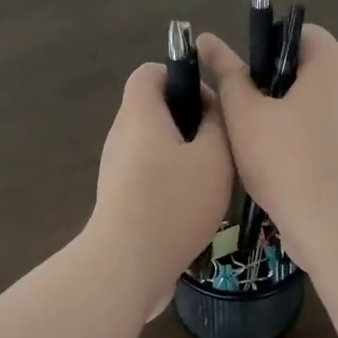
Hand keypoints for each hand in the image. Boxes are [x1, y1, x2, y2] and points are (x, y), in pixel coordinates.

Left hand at [87, 63, 234, 319]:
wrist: (127, 265)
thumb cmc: (174, 202)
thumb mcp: (214, 157)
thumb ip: (218, 123)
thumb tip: (211, 107)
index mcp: (140, 113)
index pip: (150, 72)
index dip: (181, 75)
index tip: (211, 103)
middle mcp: (122, 135)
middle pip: (154, 108)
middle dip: (190, 119)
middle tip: (221, 144)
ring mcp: (116, 168)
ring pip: (154, 143)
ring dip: (184, 152)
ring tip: (213, 177)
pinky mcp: (119, 197)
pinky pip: (148, 172)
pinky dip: (171, 178)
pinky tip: (196, 205)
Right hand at [196, 25, 337, 272]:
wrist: (330, 224)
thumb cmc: (285, 159)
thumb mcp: (245, 114)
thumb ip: (228, 75)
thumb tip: (207, 41)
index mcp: (331, 69)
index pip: (304, 33)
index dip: (270, 42)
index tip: (244, 69)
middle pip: (307, 68)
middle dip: (270, 81)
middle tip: (238, 101)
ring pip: (311, 103)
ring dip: (280, 111)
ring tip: (247, 131)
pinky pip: (319, 130)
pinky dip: (296, 135)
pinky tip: (268, 157)